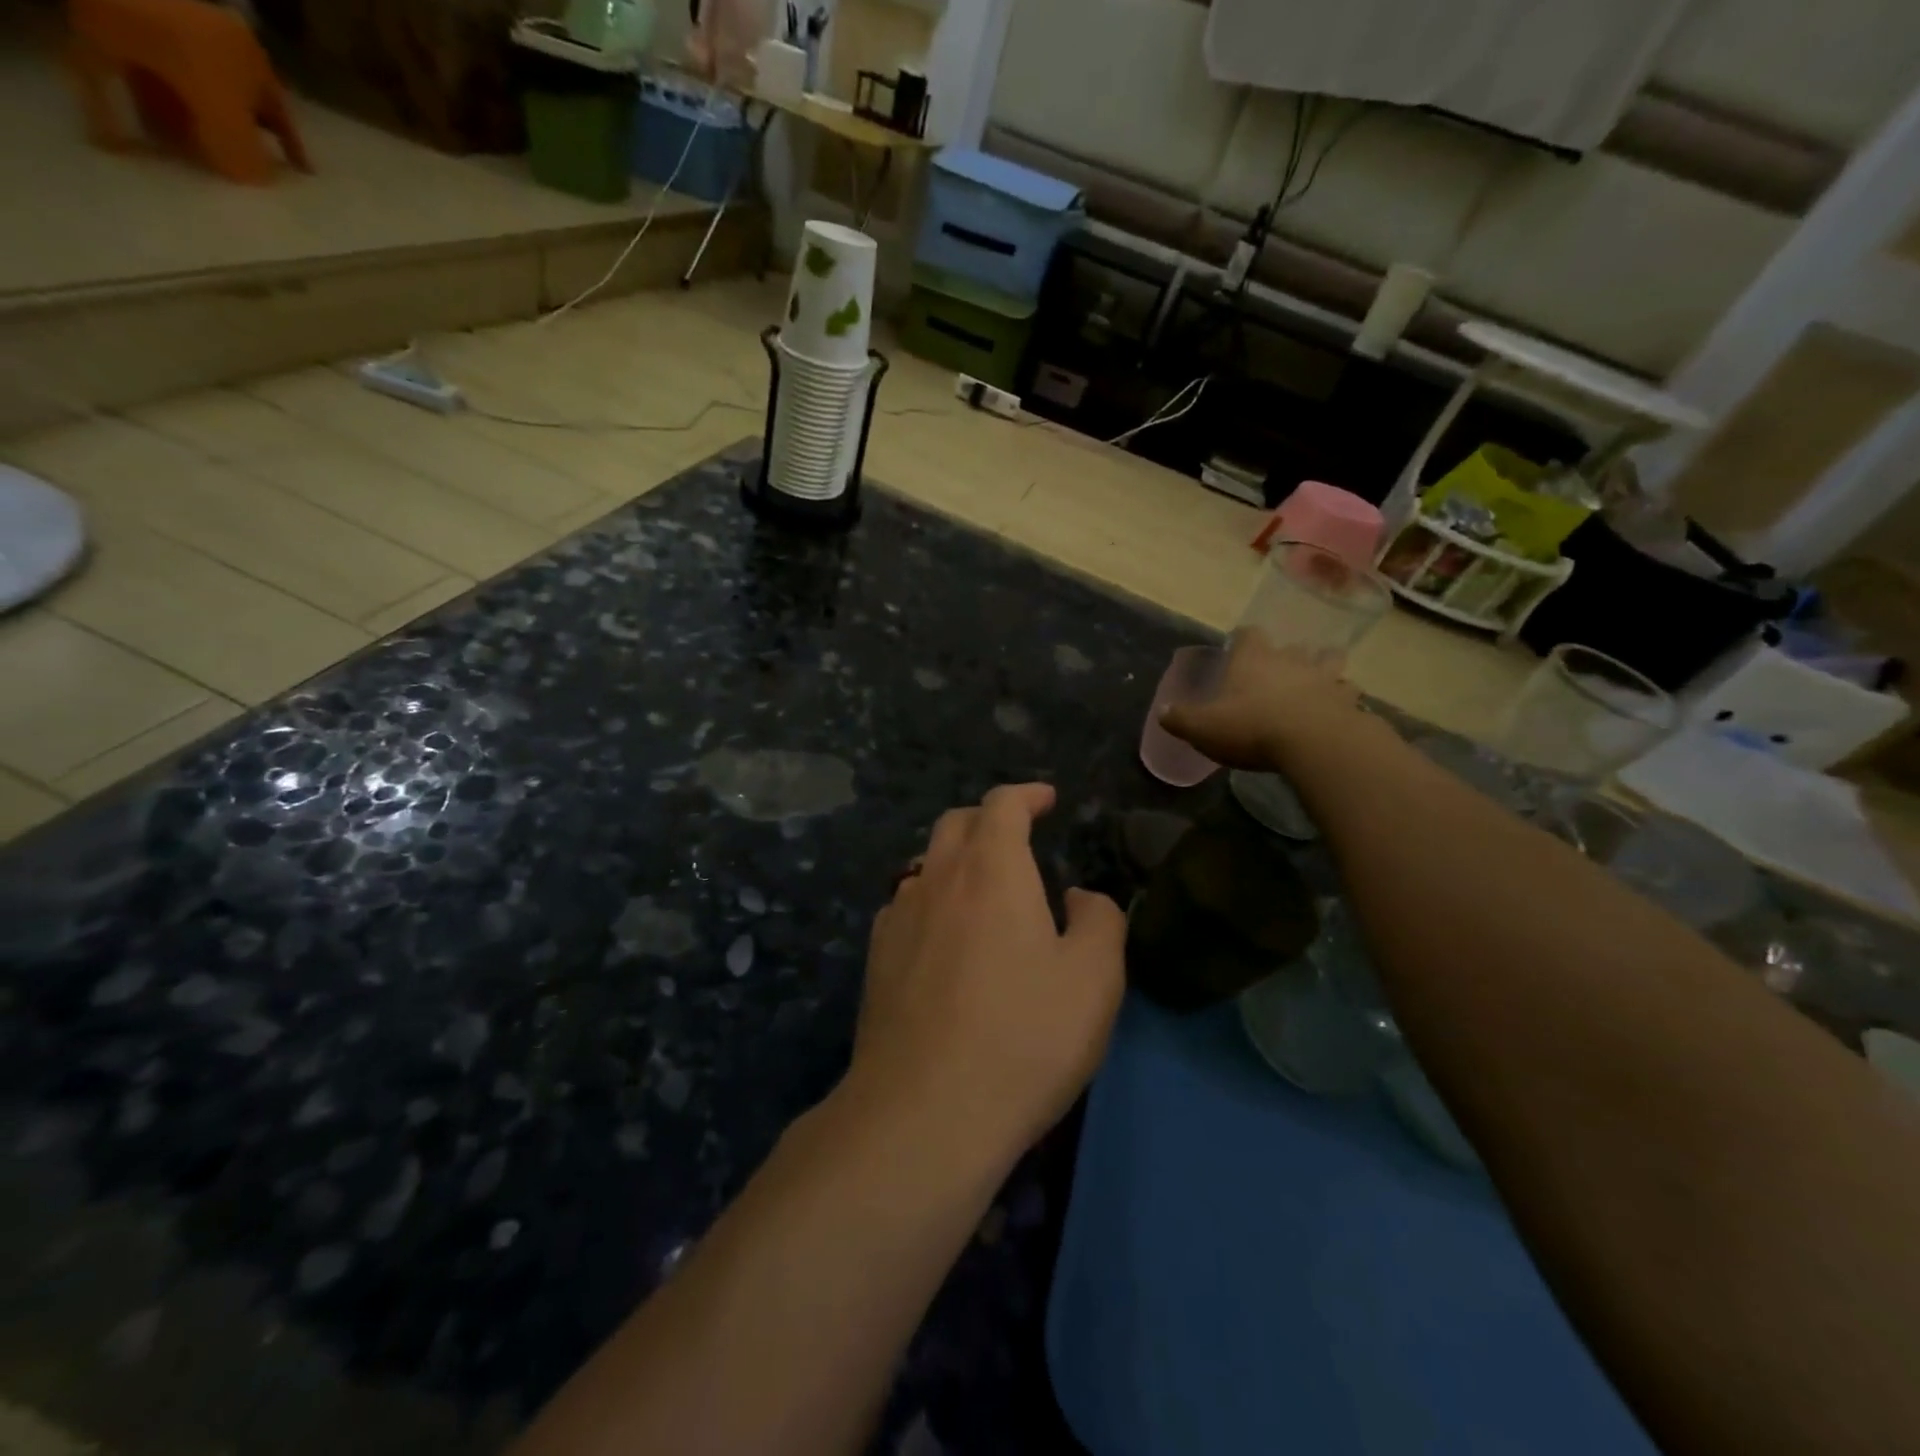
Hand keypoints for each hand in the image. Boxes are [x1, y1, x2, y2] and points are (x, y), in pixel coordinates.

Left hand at [850, 784, 1126, 1160]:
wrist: (925, 1111)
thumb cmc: (1023, 1037)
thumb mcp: (1095, 979)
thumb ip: (1100, 920)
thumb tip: (1079, 898)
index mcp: (991, 870)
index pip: (1002, 804)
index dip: (1026, 795)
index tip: (1046, 799)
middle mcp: (937, 879)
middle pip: (955, 823)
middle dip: (989, 819)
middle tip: (1017, 838)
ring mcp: (898, 918)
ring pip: (926, 864)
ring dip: (957, 860)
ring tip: (984, 890)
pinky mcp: (876, 959)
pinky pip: (905, 906)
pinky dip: (931, 900)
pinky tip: (944, 936)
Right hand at [1159, 628, 1363, 769]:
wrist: (1314, 743)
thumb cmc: (1252, 728)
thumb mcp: (1203, 728)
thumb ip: (1180, 719)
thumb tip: (1162, 712)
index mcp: (1254, 659)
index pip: (1249, 635)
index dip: (1244, 640)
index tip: (1240, 649)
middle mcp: (1291, 660)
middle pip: (1294, 646)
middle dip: (1288, 655)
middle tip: (1280, 672)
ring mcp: (1325, 678)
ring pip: (1330, 663)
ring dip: (1325, 671)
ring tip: (1318, 685)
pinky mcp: (1349, 702)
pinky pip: (1349, 694)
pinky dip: (1344, 700)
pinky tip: (1338, 712)